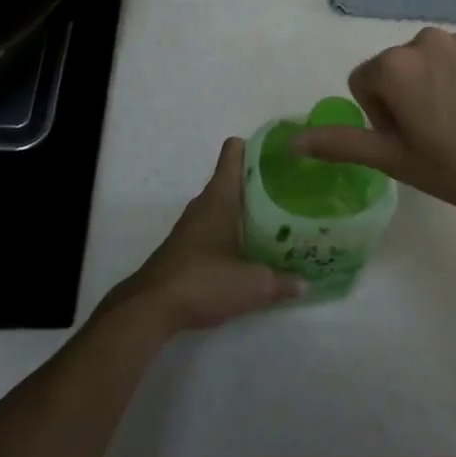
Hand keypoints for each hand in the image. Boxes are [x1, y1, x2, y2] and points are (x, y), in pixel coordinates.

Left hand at [108, 137, 304, 337]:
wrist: (151, 309)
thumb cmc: (203, 281)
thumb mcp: (252, 285)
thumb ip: (282, 282)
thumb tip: (305, 284)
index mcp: (220, 196)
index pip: (234, 152)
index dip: (257, 147)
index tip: (282, 155)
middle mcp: (205, 203)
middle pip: (236, 179)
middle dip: (263, 183)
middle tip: (294, 192)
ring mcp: (194, 225)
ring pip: (227, 205)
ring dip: (250, 209)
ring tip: (283, 220)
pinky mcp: (188, 247)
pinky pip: (218, 227)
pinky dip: (236, 231)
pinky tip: (255, 249)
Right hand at [292, 28, 455, 222]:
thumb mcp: (395, 160)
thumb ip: (340, 144)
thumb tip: (292, 142)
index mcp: (395, 65)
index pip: (363, 82)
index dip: (379, 116)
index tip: (409, 141)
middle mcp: (425, 39)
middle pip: (396, 69)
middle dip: (405, 97)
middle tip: (434, 136)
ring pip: (430, 62)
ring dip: (434, 86)